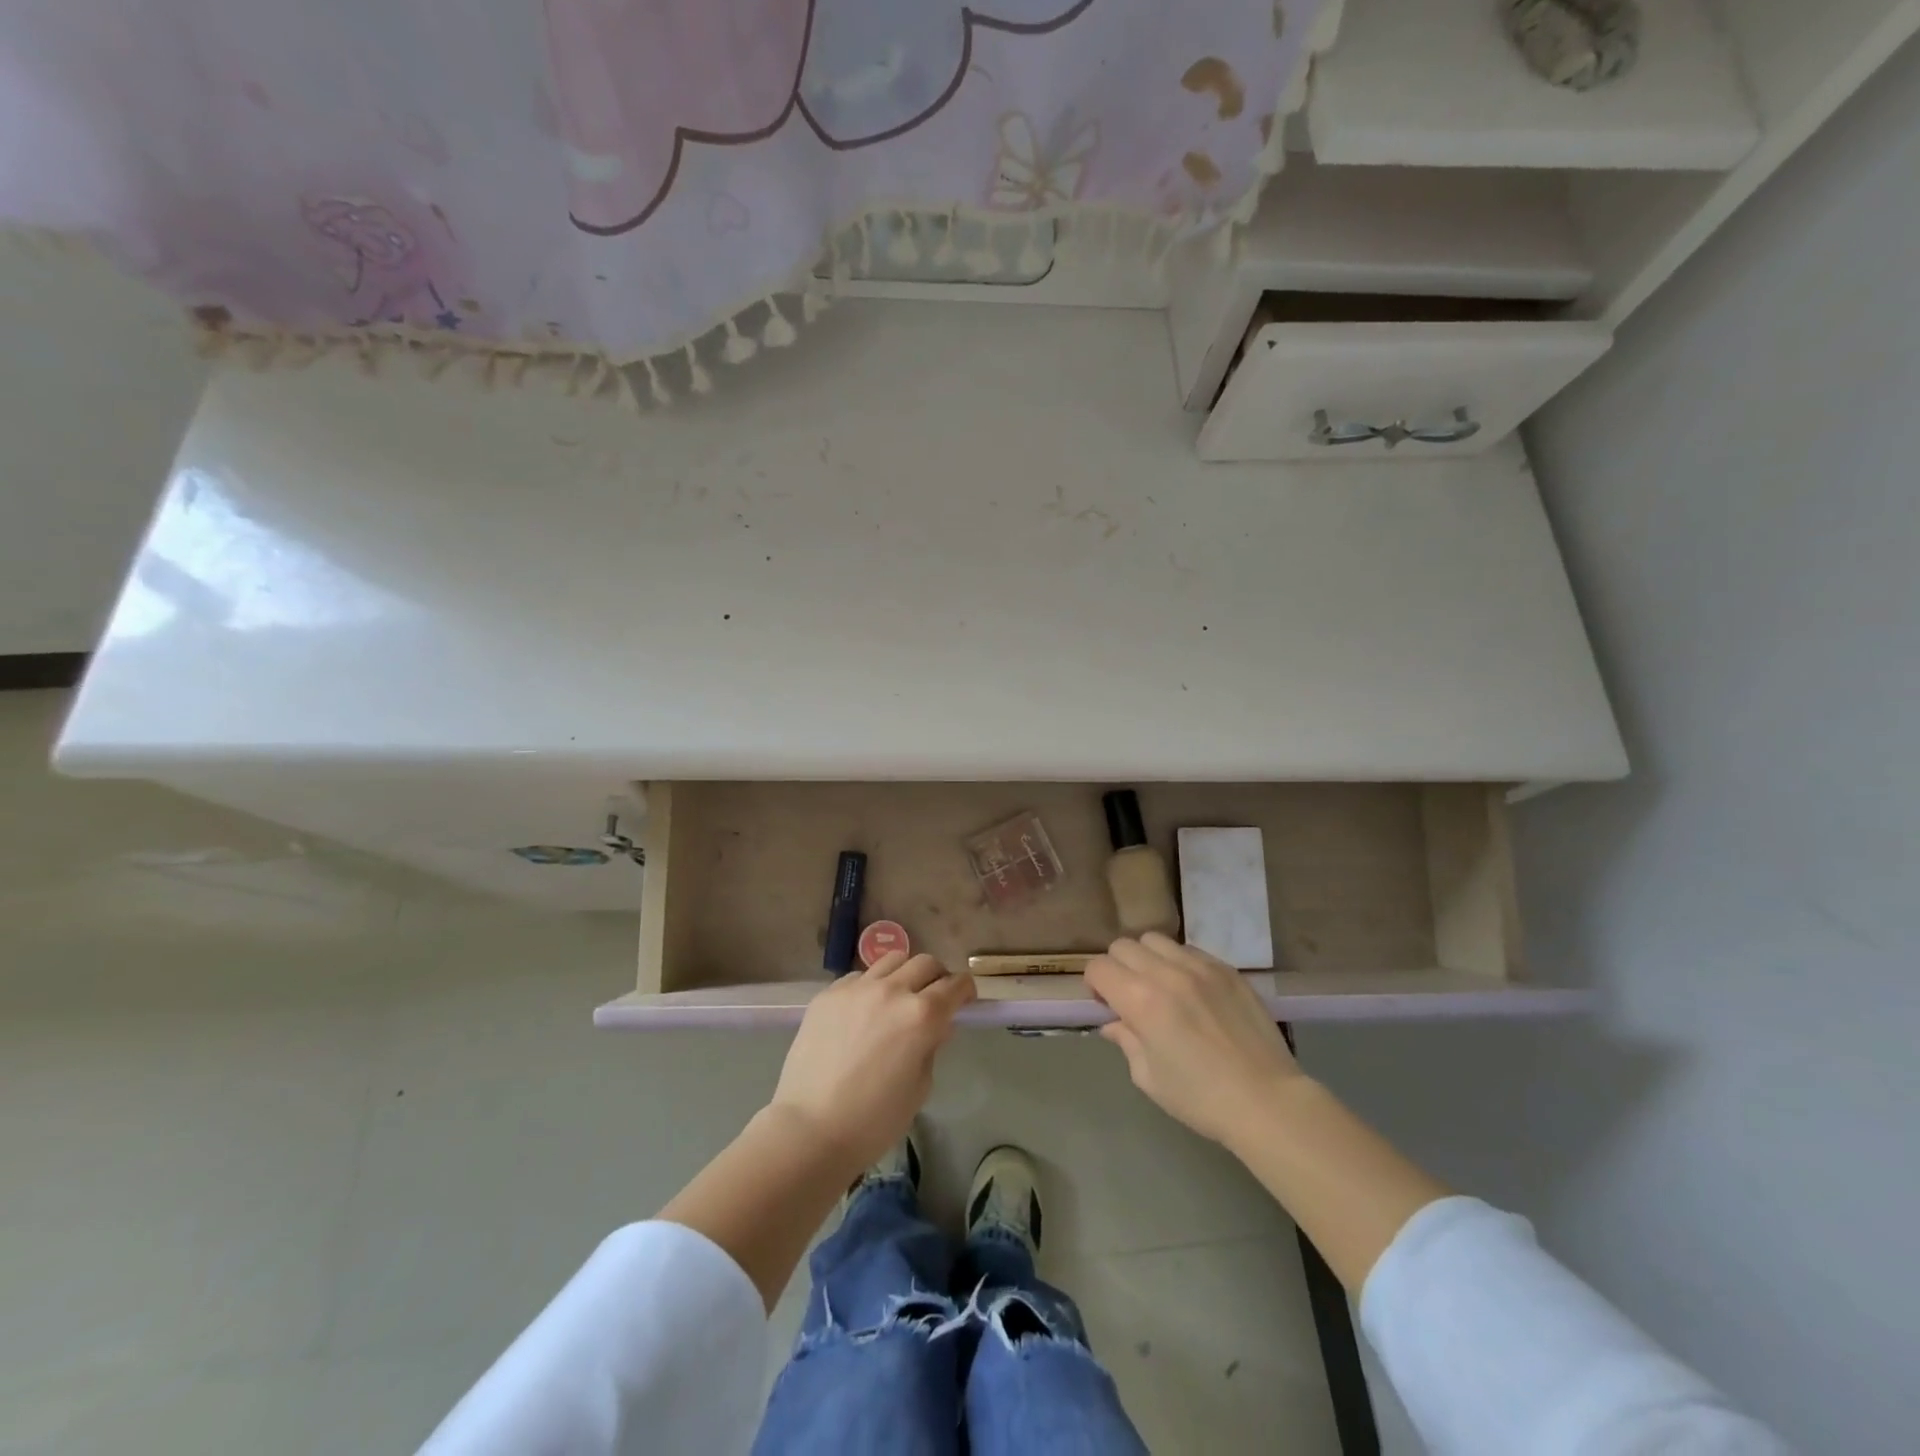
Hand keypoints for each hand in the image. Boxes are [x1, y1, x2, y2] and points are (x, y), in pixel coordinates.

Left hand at [769, 952, 975, 1175]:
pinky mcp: (828, 994)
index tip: (965, 1000)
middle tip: (934, 998)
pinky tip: (863, 1012)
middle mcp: (892, 990)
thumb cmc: (874, 1121)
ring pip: (892, 960)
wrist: (810, 1129)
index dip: (965, 990)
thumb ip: (931, 1047)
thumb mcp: (919, 1087)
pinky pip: (858, 977)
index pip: (955, 985)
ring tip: (898, 997)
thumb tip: (936, 1026)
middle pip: (925, 963)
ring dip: (904, 973)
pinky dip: (870, 986)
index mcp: (922, 1015)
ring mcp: (856, 988)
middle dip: (937, 977)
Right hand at [1085, 933, 1305, 1146]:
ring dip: (1148, 959)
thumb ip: (1126, 1041)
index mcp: (1141, 1000)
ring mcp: (1201, 967)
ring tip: (1161, 987)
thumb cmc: (1201, 1098)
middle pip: (1123, 946)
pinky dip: (1179, 963)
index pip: (1099, 967)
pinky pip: (1190, 950)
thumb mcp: (1149, 1077)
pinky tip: (1192, 991)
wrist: (1267, 1101)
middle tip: (1129, 995)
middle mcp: (1167, 973)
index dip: (1095, 985)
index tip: (1105, 1005)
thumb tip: (1113, 1023)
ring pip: (1156, 941)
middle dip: (1117, 967)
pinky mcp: (1227, 969)